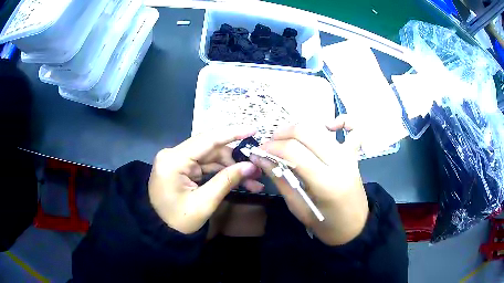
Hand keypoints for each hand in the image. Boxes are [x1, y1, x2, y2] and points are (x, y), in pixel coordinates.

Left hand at [148, 128, 262, 233]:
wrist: (160, 231)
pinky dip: (221, 172)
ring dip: (231, 167)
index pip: (207, 140)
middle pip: (210, 149)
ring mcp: (176, 160)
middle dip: (235, 159)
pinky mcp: (181, 167)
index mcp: (173, 160)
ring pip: (210, 157)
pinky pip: (205, 165)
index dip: (232, 133)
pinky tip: (239, 180)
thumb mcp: (204, 203)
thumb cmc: (179, 221)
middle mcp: (173, 154)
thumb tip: (251, 166)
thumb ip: (227, 181)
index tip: (253, 130)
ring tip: (253, 180)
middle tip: (258, 168)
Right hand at [250, 115, 368, 245]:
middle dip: (281, 134)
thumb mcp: (298, 208)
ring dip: (299, 129)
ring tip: (286, 141)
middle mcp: (340, 163)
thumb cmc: (326, 225)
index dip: (272, 147)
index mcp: (326, 183)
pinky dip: (342, 121)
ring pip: (321, 128)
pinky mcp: (354, 154)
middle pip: (306, 132)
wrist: (355, 227)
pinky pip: (354, 129)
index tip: (259, 152)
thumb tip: (261, 159)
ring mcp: (349, 156)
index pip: (294, 151)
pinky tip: (328, 126)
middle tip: (269, 146)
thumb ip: (280, 180)